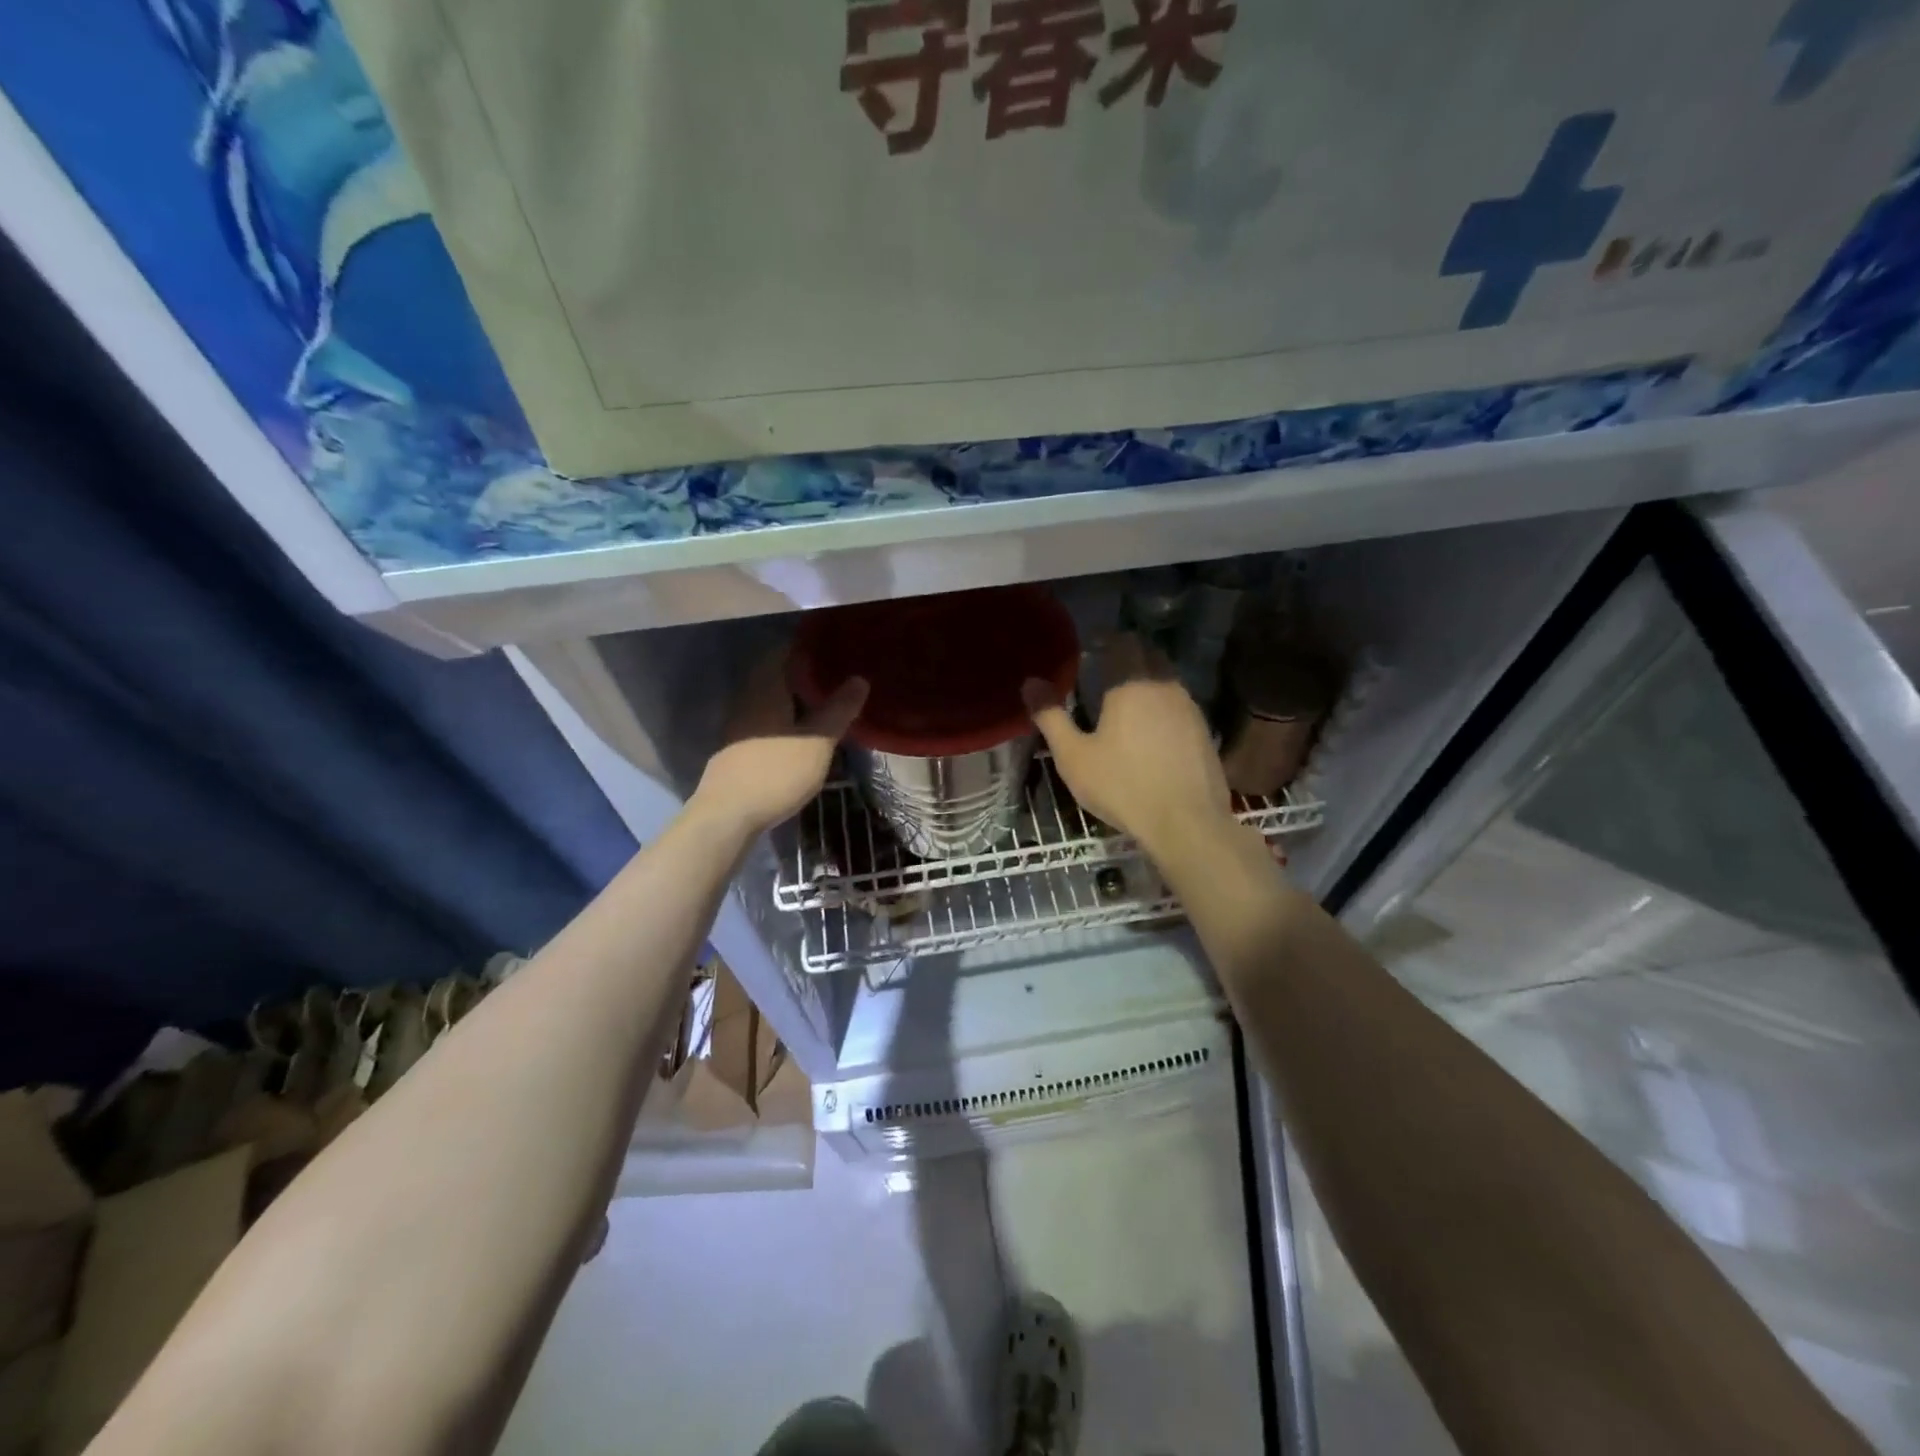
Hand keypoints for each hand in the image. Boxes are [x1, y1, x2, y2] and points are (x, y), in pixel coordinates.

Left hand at [693, 651, 867, 837]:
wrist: (727, 816)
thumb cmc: (776, 772)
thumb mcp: (818, 742)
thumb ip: (839, 710)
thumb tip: (859, 679)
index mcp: (766, 690)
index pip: (782, 652)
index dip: (806, 647)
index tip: (832, 647)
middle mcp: (747, 700)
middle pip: (774, 675)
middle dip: (802, 673)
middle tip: (834, 675)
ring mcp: (738, 725)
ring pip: (768, 699)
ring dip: (793, 698)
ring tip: (823, 702)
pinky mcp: (737, 748)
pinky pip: (763, 720)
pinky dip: (783, 718)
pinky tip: (800, 731)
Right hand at [1023, 634, 1232, 854]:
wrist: (1186, 823)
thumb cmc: (1122, 786)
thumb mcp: (1073, 756)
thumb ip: (1050, 716)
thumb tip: (1030, 682)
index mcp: (1130, 683)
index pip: (1122, 642)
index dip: (1106, 639)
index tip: (1091, 645)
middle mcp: (1164, 685)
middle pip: (1148, 654)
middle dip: (1128, 654)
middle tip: (1105, 668)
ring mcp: (1189, 707)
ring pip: (1166, 678)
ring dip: (1148, 678)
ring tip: (1127, 697)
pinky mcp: (1204, 731)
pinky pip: (1179, 703)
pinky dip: (1163, 703)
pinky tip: (1152, 727)